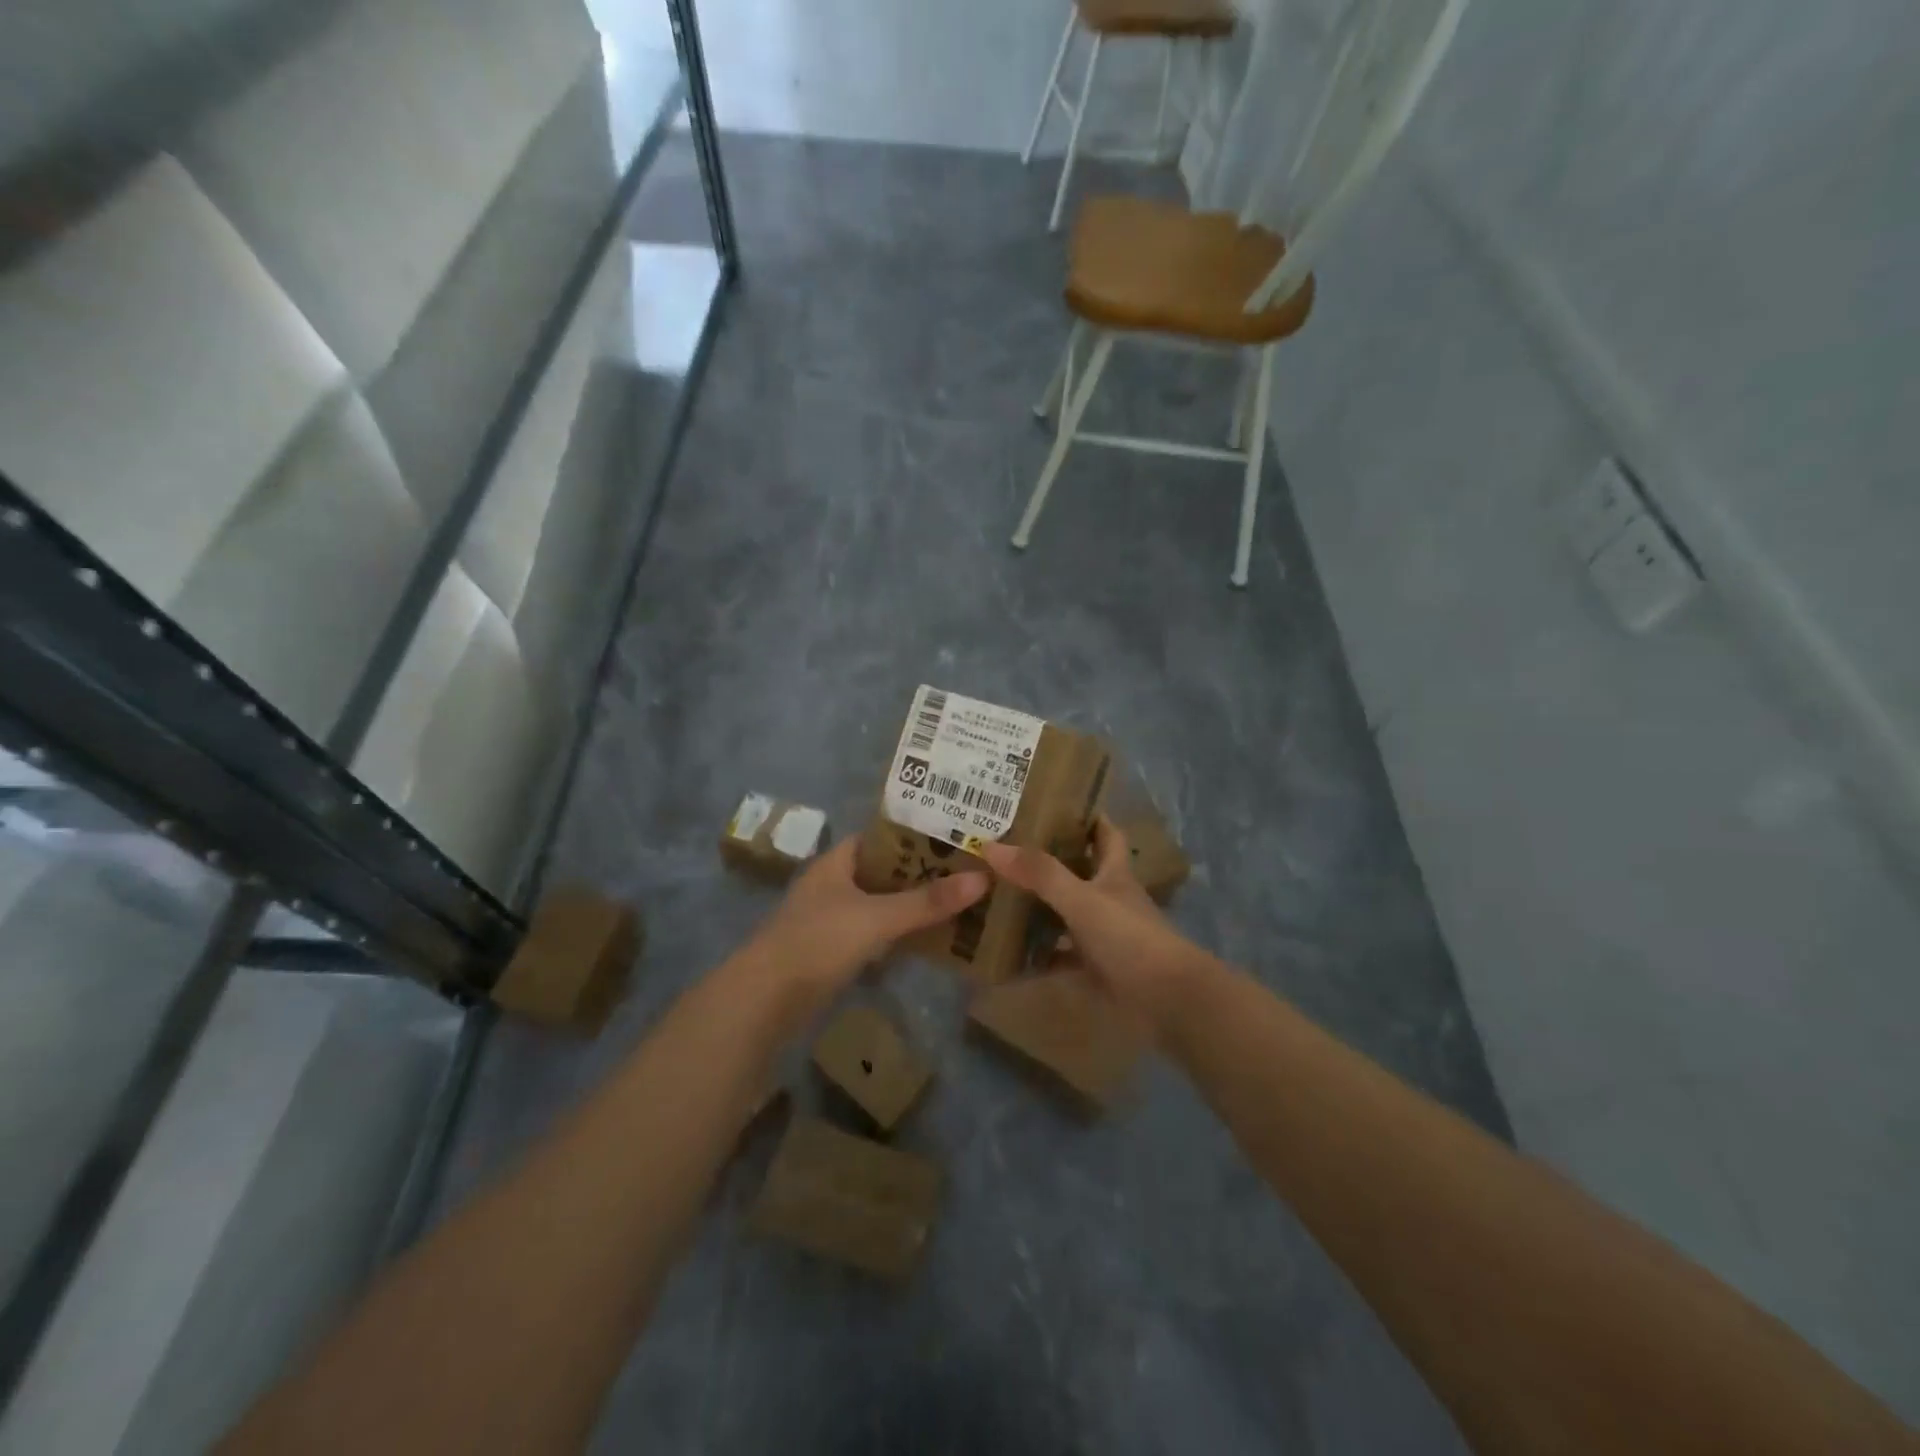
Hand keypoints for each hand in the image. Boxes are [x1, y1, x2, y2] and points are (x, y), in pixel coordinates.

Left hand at [735, 838, 987, 1011]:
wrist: (763, 1001)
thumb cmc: (818, 942)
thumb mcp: (877, 918)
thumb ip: (927, 902)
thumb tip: (982, 878)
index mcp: (836, 862)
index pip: (881, 838)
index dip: (916, 835)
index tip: (955, 838)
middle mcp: (832, 885)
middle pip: (884, 872)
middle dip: (921, 874)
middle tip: (968, 873)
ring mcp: (830, 920)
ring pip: (880, 905)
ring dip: (911, 906)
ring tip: (958, 904)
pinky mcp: (831, 952)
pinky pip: (873, 935)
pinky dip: (897, 935)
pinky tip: (927, 940)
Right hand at [979, 817, 1209, 1026]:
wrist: (1167, 999)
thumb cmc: (1130, 937)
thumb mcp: (1082, 899)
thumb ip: (1040, 874)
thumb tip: (991, 846)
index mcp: (1113, 873)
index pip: (1104, 833)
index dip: (1085, 817)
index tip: (1051, 803)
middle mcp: (1109, 898)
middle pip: (1077, 871)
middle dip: (1046, 861)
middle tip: (1004, 850)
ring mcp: (1103, 934)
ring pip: (1065, 913)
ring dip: (1038, 907)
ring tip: (996, 895)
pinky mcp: (1095, 968)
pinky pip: (1059, 956)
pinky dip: (1037, 954)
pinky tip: (1007, 952)